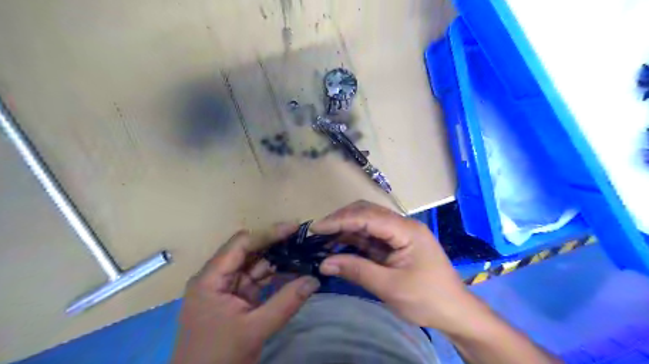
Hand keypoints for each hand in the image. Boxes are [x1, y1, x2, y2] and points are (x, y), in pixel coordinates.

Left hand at [171, 226, 320, 362]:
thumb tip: (314, 279)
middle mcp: (217, 277)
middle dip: (275, 244)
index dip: (268, 233)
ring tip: (302, 251)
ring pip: (255, 265)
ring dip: (278, 259)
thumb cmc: (219, 358)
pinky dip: (275, 276)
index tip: (294, 228)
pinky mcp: (237, 299)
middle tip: (302, 238)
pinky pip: (258, 281)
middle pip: (248, 251)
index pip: (241, 244)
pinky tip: (293, 270)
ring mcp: (227, 288)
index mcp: (210, 278)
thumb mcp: (254, 329)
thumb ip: (286, 302)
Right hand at [310, 200, 479, 334]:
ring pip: (367, 223)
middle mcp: (402, 226)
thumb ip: (357, 271)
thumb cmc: (428, 300)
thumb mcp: (390, 287)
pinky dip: (354, 240)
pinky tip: (339, 246)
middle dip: (341, 220)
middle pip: (367, 213)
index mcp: (406, 230)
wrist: (455, 313)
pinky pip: (371, 237)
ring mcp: (399, 235)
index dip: (340, 220)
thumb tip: (324, 263)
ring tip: (323, 239)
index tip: (316, 228)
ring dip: (345, 229)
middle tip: (318, 232)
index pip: (368, 216)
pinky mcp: (395, 245)